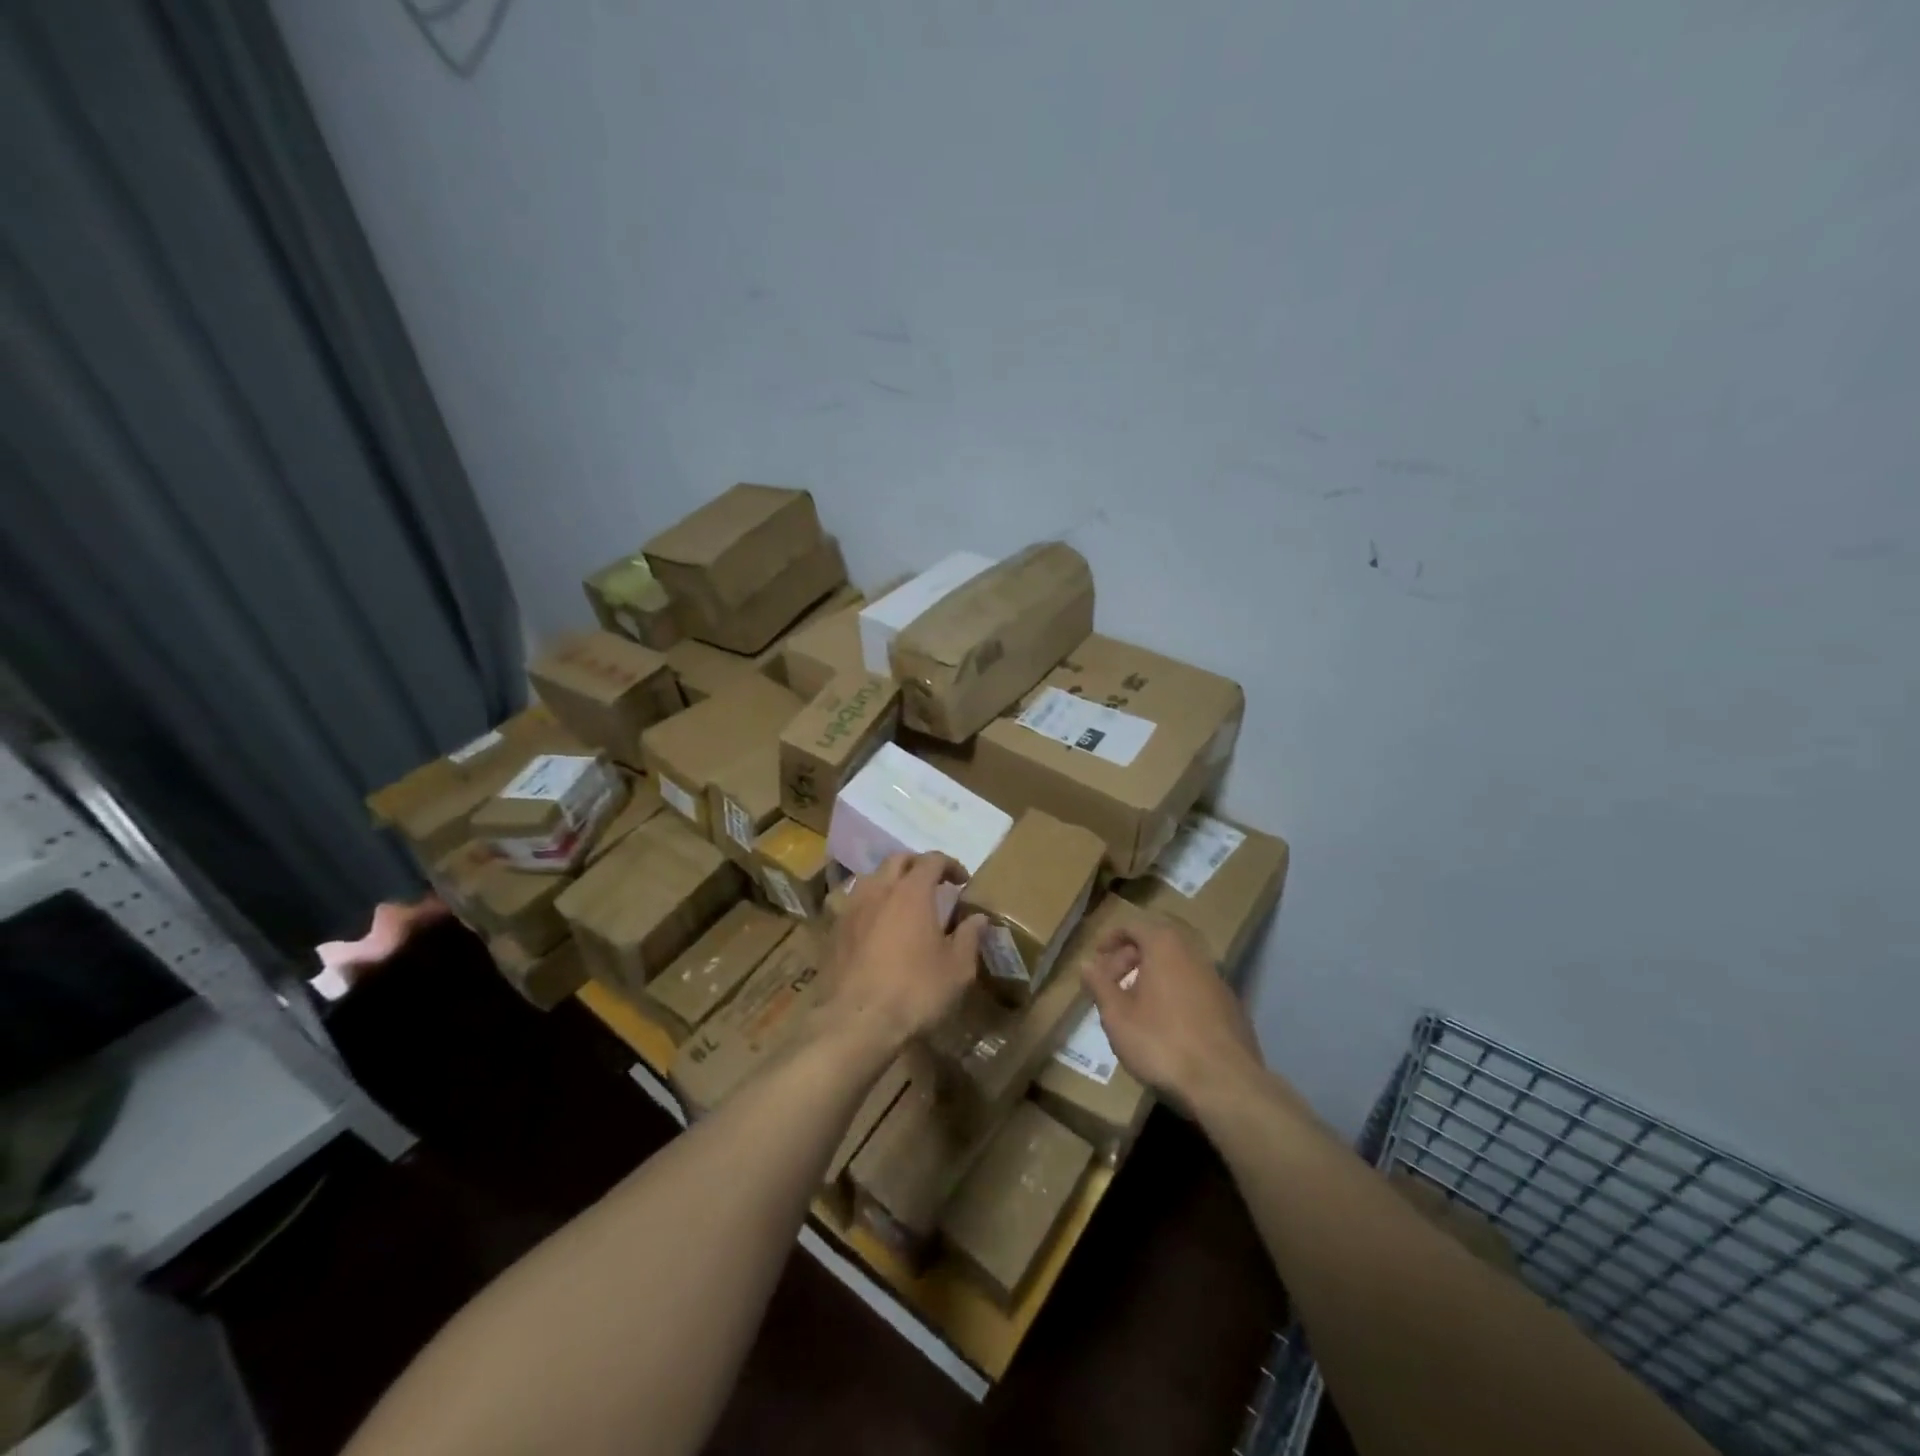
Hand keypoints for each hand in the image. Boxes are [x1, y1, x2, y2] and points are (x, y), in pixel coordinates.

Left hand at [816, 853, 983, 1059]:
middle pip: (897, 860)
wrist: (855, 1022)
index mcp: (911, 891)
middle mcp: (879, 889)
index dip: (950, 865)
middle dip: (918, 865)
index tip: (962, 881)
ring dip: (891, 882)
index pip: (932, 860)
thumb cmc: (915, 991)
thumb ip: (969, 937)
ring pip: (872, 878)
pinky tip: (879, 928)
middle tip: (933, 884)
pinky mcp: (834, 930)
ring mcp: (852, 908)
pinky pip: (855, 904)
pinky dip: (872, 905)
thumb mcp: (957, 969)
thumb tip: (978, 918)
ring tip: (904, 903)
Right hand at [1082, 916, 1264, 1110]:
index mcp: (1165, 946)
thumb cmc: (1162, 1042)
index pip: (1134, 925)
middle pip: (1156, 943)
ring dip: (1152, 977)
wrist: (1225, 1083)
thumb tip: (1086, 964)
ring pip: (1176, 966)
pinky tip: (1166, 1025)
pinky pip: (1194, 987)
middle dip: (1130, 958)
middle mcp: (1193, 953)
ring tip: (1134, 1006)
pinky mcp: (1230, 1005)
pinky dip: (1174, 994)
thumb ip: (1099, 985)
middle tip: (1111, 983)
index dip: (1110, 938)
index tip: (1097, 958)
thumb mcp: (1117, 1016)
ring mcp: (1216, 979)